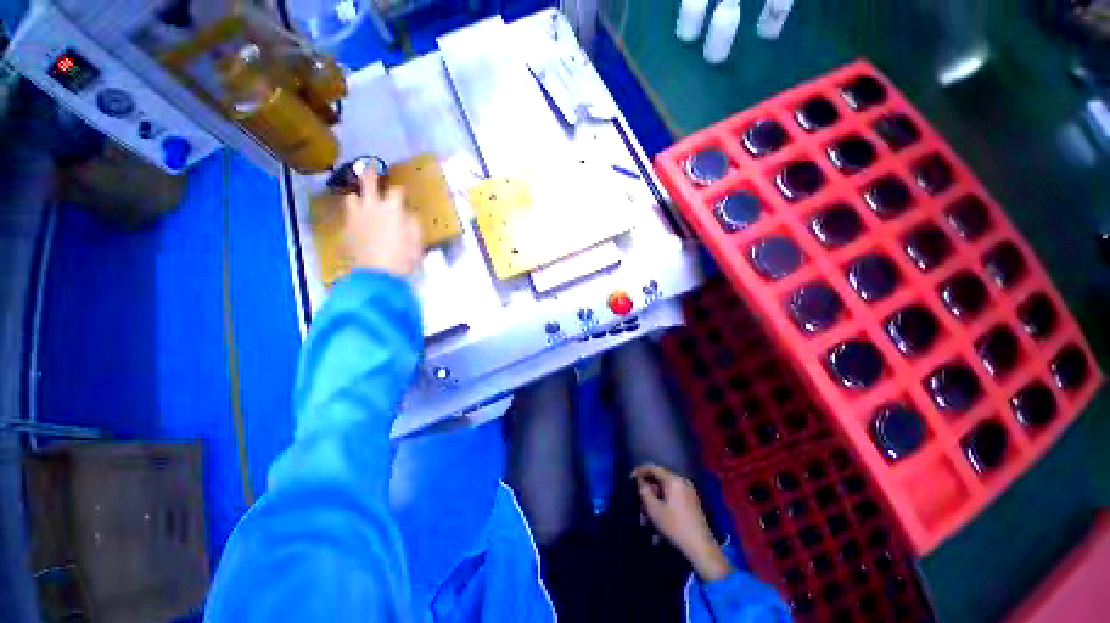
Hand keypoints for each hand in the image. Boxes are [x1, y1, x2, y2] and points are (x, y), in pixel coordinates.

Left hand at [341, 169, 423, 275]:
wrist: (377, 275)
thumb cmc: (403, 258)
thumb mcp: (416, 242)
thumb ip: (413, 224)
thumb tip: (408, 214)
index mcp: (392, 209)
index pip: (396, 191)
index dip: (400, 190)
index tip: (402, 191)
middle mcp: (371, 207)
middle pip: (368, 184)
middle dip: (370, 174)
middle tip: (370, 167)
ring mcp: (356, 217)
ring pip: (351, 197)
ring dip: (358, 197)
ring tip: (361, 199)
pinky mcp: (347, 229)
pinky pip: (348, 215)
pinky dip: (353, 214)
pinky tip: (358, 221)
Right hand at [633, 464, 731, 581]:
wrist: (701, 548)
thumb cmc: (675, 527)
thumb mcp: (654, 509)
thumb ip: (644, 491)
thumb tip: (639, 480)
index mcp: (674, 480)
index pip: (653, 468)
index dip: (640, 471)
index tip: (630, 478)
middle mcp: (682, 481)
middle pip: (660, 480)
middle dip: (648, 490)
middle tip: (638, 502)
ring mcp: (689, 492)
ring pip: (666, 490)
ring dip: (654, 500)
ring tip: (646, 517)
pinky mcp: (692, 503)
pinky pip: (673, 497)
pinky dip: (663, 504)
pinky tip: (658, 520)